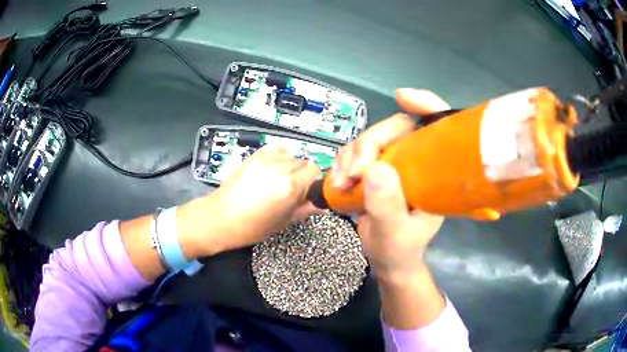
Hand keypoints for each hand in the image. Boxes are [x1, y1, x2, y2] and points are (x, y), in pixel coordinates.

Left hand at [178, 145, 321, 256]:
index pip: (316, 172)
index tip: (309, 192)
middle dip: (304, 176)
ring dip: (292, 166)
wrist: (220, 218)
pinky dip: (280, 156)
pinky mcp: (254, 156)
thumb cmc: (251, 227)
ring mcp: (265, 159)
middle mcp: (279, 168)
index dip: (315, 183)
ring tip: (281, 180)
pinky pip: (277, 148)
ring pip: (292, 155)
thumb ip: (305, 209)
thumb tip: (320, 204)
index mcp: (289, 187)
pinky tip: (274, 169)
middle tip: (294, 190)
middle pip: (305, 162)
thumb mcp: (283, 221)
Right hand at [332, 88, 448, 278]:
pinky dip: (343, 163)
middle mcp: (416, 161)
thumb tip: (374, 168)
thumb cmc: (401, 250)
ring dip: (350, 156)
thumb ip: (387, 206)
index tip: (401, 97)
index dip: (426, 105)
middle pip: (393, 129)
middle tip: (353, 174)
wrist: (389, 260)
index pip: (438, 127)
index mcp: (434, 172)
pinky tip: (339, 182)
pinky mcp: (376, 170)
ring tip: (342, 184)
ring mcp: (395, 164)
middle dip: (368, 144)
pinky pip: (356, 153)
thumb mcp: (395, 234)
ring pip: (370, 139)